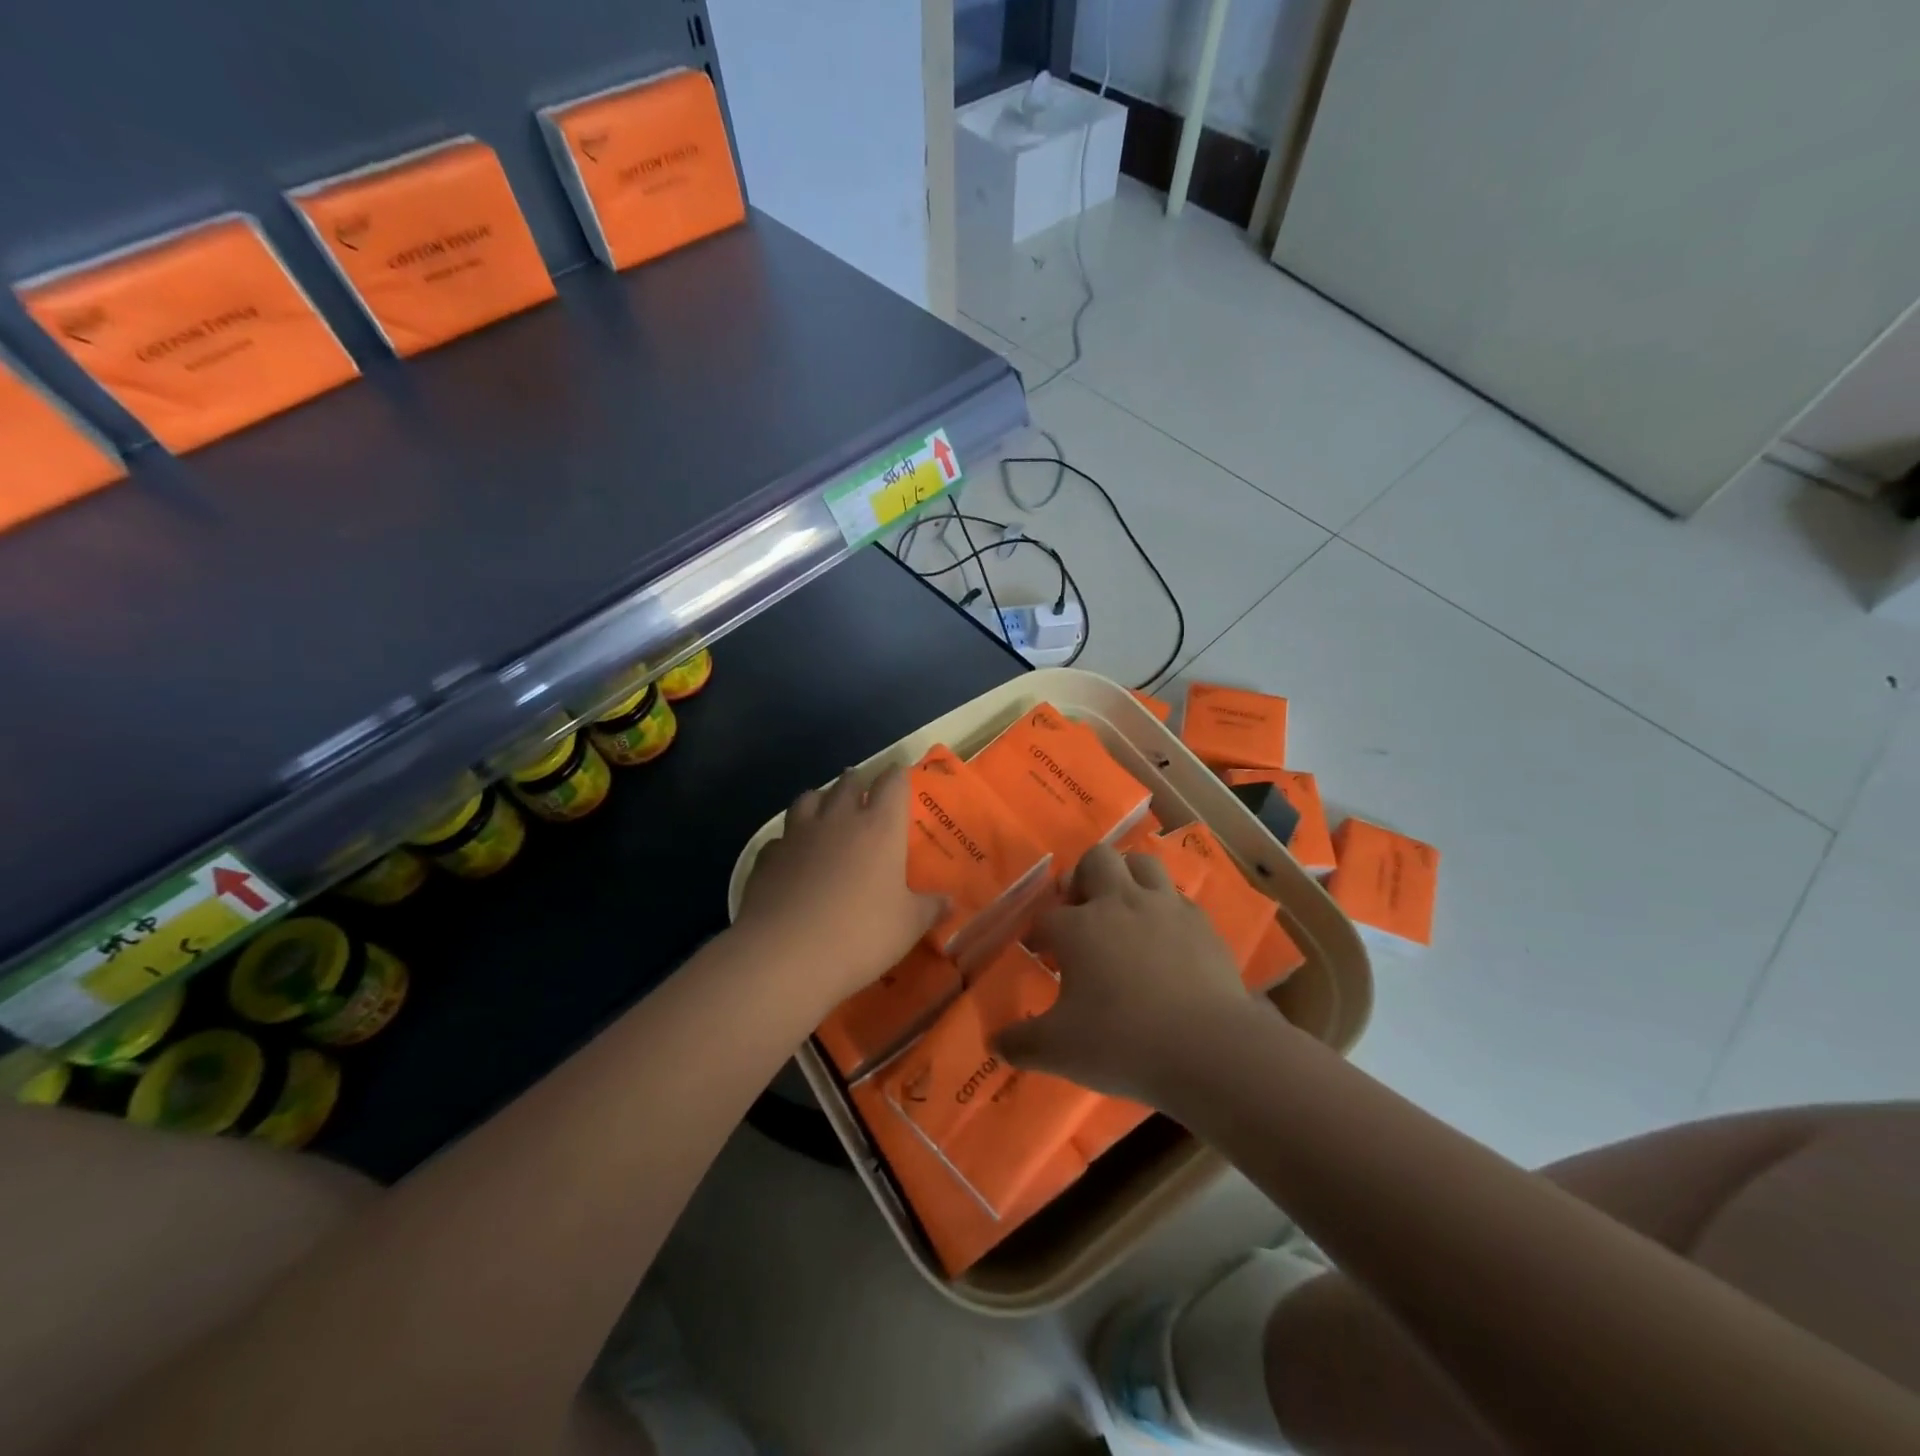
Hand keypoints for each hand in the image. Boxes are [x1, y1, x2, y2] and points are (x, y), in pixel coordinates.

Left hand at [738, 765, 941, 1010]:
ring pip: (809, 798)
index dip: (897, 775)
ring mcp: (798, 835)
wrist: (784, 954)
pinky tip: (791, 853)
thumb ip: (930, 908)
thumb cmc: (860, 934)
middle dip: (857, 782)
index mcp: (879, 828)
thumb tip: (949, 901)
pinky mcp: (768, 857)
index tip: (900, 773)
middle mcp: (838, 820)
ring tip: (825, 807)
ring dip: (820, 799)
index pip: (892, 784)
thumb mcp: (908, 926)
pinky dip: (789, 838)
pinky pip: (781, 836)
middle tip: (863, 789)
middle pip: (848, 784)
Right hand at [995, 843, 1272, 1102]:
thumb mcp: (1059, 1050)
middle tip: (1081, 912)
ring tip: (1123, 909)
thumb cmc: (1122, 1043)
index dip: (1039, 933)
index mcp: (1078, 927)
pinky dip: (1164, 908)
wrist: (1207, 1048)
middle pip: (1096, 860)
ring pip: (1141, 863)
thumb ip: (1021, 1043)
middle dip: (1083, 878)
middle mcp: (1119, 903)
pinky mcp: (1201, 923)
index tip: (1040, 953)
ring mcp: (1164, 907)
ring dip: (1127, 877)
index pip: (1047, 917)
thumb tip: (995, 1043)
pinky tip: (1165, 937)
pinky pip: (1177, 898)